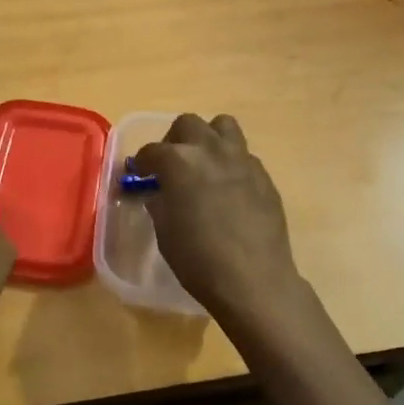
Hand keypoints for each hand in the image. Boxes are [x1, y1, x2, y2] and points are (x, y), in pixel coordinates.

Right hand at [131, 115, 336, 356]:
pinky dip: (230, 161)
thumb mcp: (165, 231)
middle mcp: (210, 150)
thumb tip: (157, 192)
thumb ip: (159, 202)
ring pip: (223, 126)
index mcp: (179, 162)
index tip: (139, 174)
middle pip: (188, 124)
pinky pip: (243, 154)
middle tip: (170, 164)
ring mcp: (241, 159)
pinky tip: (228, 187)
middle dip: (174, 140)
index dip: (142, 162)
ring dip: (208, 137)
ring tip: (203, 161)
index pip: (152, 150)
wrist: (254, 280)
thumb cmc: (198, 260)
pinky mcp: (263, 175)